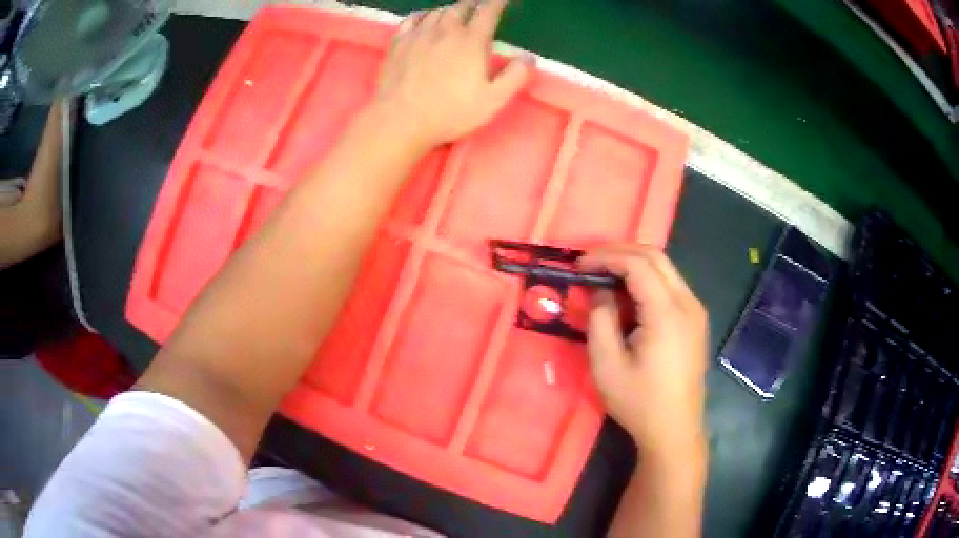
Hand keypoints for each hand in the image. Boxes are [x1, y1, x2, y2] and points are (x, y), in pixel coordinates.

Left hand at [374, 0, 532, 148]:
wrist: (400, 120)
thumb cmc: (450, 112)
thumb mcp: (492, 101)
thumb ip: (515, 77)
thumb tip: (529, 58)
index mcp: (471, 41)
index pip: (488, 12)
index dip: (497, 3)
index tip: (503, 0)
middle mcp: (445, 31)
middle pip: (461, 7)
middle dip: (473, 4)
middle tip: (478, 7)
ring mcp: (419, 35)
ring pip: (438, 11)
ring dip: (450, 10)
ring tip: (455, 15)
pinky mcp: (399, 43)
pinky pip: (412, 18)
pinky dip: (423, 14)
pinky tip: (425, 18)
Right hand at [581, 245, 708, 455]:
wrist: (675, 430)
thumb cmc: (639, 402)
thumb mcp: (607, 364)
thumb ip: (600, 319)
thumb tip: (599, 290)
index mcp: (667, 313)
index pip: (638, 264)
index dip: (606, 257)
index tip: (580, 264)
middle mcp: (688, 303)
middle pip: (655, 257)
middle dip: (620, 252)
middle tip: (590, 262)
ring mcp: (696, 311)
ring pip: (665, 268)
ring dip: (634, 264)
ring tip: (604, 276)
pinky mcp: (696, 321)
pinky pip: (671, 285)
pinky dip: (647, 280)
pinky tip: (629, 296)